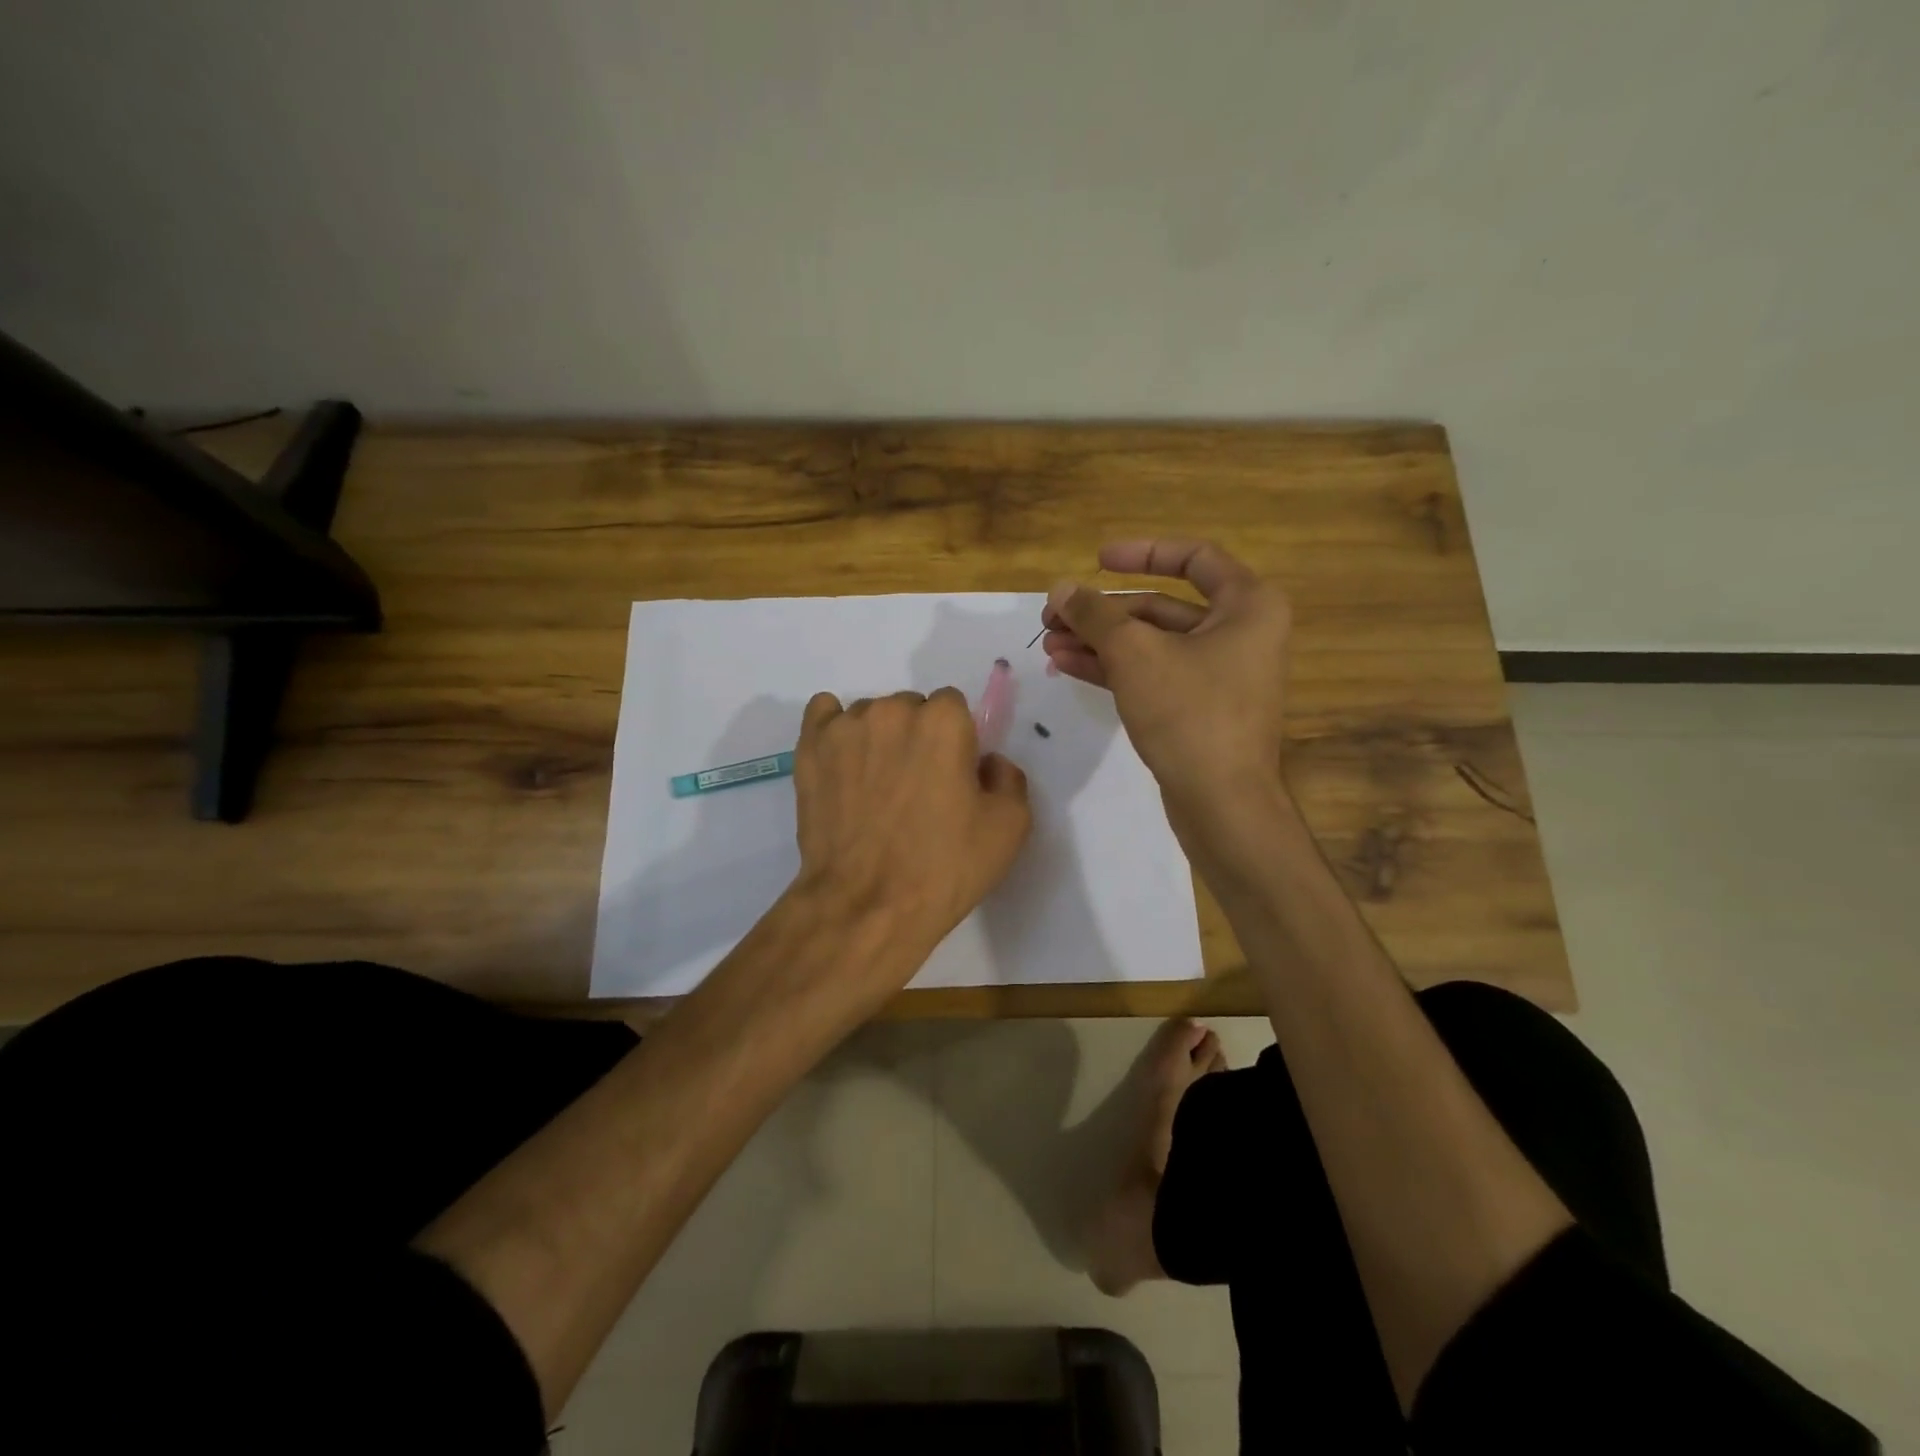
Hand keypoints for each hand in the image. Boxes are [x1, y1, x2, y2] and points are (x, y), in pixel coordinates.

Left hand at [790, 688, 1031, 976]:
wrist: (866, 906)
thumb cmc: (943, 868)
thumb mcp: (1009, 828)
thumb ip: (1008, 778)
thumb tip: (987, 762)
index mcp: (943, 720)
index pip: (953, 707)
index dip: (957, 742)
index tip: (952, 777)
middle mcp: (892, 710)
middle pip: (911, 708)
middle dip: (917, 738)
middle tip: (916, 788)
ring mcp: (844, 727)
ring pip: (871, 716)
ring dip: (878, 739)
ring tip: (876, 788)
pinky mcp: (809, 748)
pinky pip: (824, 714)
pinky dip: (836, 731)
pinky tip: (843, 763)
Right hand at [1041, 539, 1291, 812]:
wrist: (1222, 804)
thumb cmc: (1190, 713)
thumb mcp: (1135, 655)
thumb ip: (1095, 615)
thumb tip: (1060, 589)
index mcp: (1247, 605)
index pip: (1194, 558)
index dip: (1142, 553)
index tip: (1097, 560)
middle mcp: (1240, 633)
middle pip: (1161, 606)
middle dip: (1103, 612)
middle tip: (1053, 616)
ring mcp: (1220, 674)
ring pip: (1152, 644)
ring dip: (1100, 641)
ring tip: (1049, 643)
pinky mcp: (1199, 708)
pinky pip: (1153, 674)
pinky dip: (1114, 668)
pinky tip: (1068, 665)